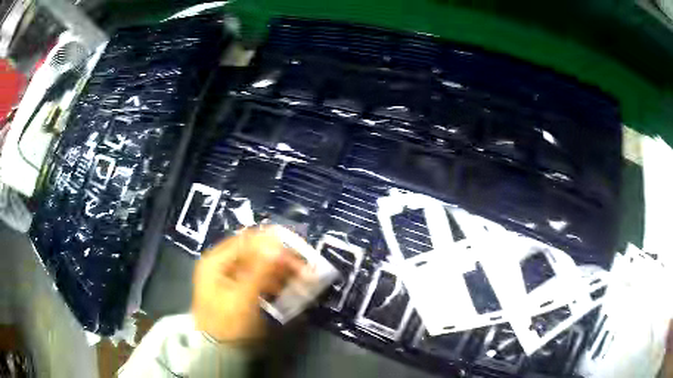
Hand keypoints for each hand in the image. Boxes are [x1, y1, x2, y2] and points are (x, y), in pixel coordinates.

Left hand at [192, 227, 305, 341]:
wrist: (218, 352)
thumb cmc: (227, 323)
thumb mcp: (243, 297)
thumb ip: (261, 269)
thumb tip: (278, 242)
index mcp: (215, 261)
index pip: (246, 241)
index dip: (271, 242)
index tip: (295, 249)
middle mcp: (221, 265)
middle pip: (253, 253)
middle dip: (279, 259)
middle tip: (303, 268)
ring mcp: (229, 278)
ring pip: (259, 267)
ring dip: (280, 271)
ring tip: (301, 279)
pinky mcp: (238, 291)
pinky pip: (258, 280)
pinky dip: (274, 282)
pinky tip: (289, 288)